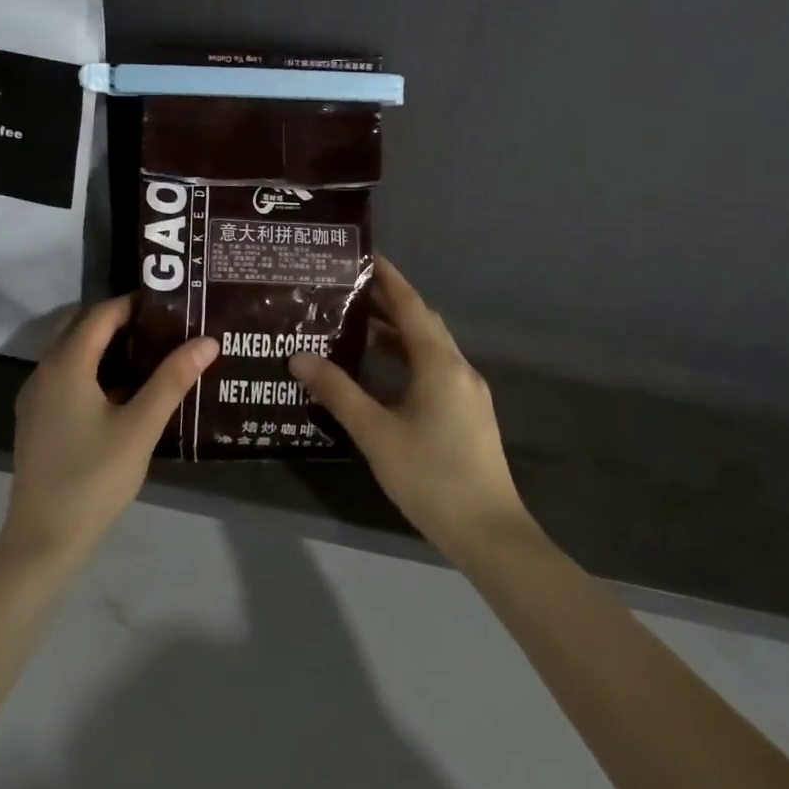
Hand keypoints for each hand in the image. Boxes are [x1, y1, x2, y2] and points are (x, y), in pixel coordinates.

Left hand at [2, 295, 217, 568]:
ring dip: (104, 345)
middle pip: (80, 328)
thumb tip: (207, 341)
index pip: (100, 315)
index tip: (168, 303)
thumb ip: (172, 380)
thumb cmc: (95, 477)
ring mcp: (36, 397)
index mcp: (66, 365)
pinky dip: (91, 367)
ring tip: (148, 352)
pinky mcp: (37, 420)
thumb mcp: (140, 427)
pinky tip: (121, 390)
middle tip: (161, 325)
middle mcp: (44, 372)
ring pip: (70, 352)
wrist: (44, 537)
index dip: (132, 304)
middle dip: (118, 320)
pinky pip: (65, 376)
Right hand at [289, 257, 528, 560]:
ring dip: (398, 334)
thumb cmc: (430, 476)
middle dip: (390, 303)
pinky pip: (435, 370)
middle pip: (423, 324)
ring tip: (358, 325)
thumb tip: (299, 357)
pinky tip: (382, 374)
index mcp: (440, 364)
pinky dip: (408, 359)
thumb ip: (338, 392)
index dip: (390, 279)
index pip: (412, 307)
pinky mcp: (468, 413)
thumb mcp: (376, 433)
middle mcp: (458, 368)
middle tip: (350, 290)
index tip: (366, 257)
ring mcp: (468, 392)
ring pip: (430, 349)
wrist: (488, 532)